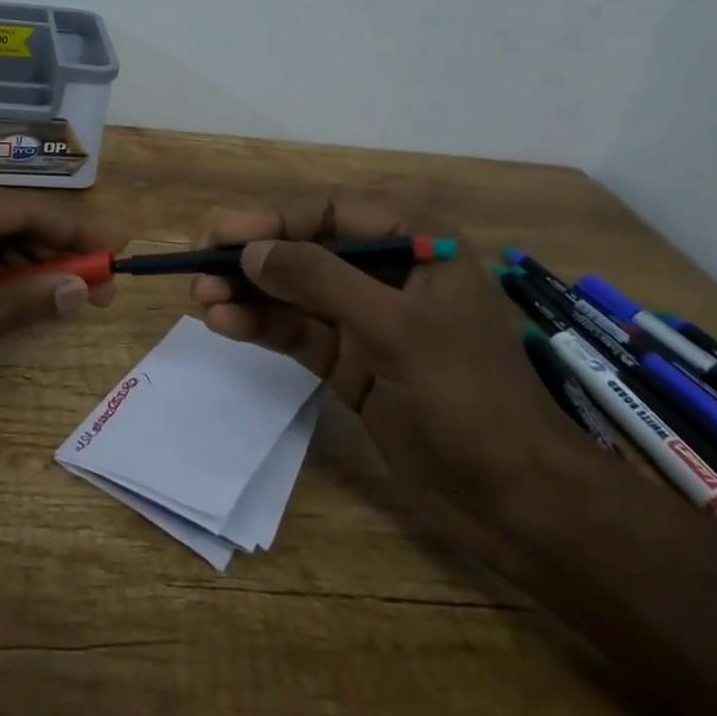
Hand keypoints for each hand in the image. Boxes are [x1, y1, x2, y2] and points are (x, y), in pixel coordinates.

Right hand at [191, 196, 584, 528]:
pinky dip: (263, 327)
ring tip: (201, 299)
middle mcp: (390, 271)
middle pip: (306, 249)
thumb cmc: (469, 398)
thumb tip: (250, 251)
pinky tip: (225, 325)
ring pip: (296, 292)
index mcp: (417, 241)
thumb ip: (320, 281)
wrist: (519, 504)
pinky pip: (299, 332)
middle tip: (198, 267)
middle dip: (253, 258)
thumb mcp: (396, 329)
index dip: (272, 219)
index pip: (331, 211)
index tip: (220, 234)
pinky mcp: (353, 361)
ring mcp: (369, 318)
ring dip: (249, 294)